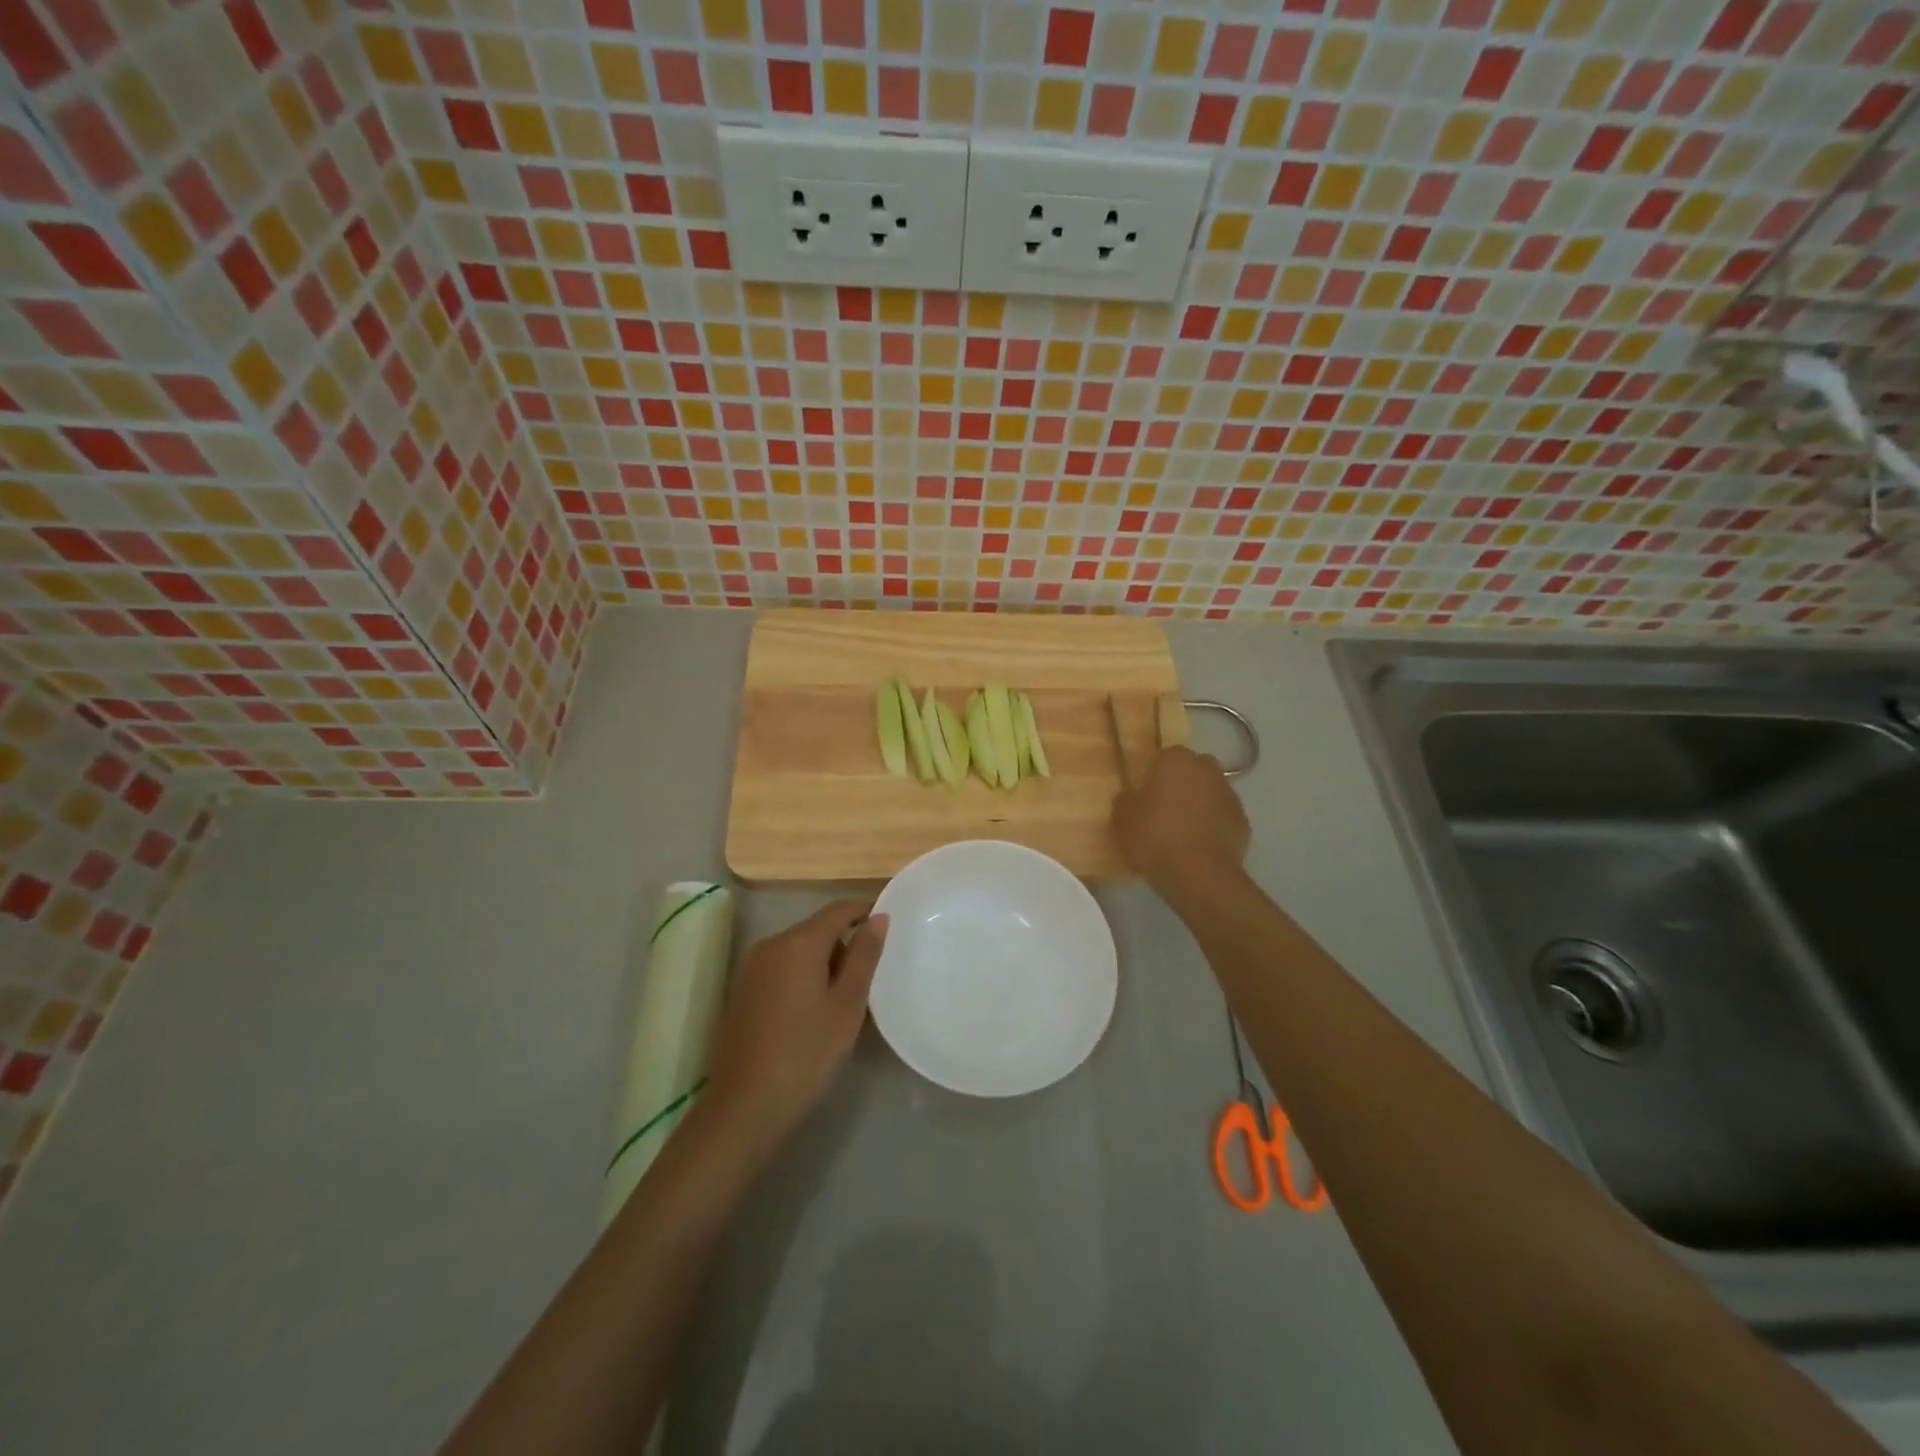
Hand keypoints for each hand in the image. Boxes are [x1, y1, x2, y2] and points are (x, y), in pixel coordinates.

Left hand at [704, 900, 886, 1150]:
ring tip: (847, 1003)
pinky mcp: (743, 991)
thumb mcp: (847, 1005)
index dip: (866, 912)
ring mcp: (752, 968)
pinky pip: (783, 970)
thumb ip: (864, 955)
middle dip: (846, 946)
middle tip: (871, 982)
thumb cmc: (805, 1053)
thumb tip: (878, 917)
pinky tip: (815, 1015)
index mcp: (798, 942)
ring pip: (800, 951)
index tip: (890, 929)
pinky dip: (804, 979)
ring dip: (826, 965)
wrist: (744, 1107)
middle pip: (818, 930)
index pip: (839, 909)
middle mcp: (771, 944)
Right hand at [1112, 746, 1249, 899]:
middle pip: (1193, 770)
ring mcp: (1229, 794)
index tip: (1146, 794)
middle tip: (1165, 809)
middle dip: (1182, 784)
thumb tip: (1131, 796)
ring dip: (1200, 804)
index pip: (1165, 756)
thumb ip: (1126, 800)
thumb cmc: (1154, 838)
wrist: (1199, 874)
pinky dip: (1214, 825)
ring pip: (1210, 792)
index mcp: (1175, 760)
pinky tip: (1200, 846)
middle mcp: (1206, 769)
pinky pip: (1223, 816)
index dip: (1155, 775)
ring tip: (1182, 831)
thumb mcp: (1122, 819)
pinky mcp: (1243, 821)